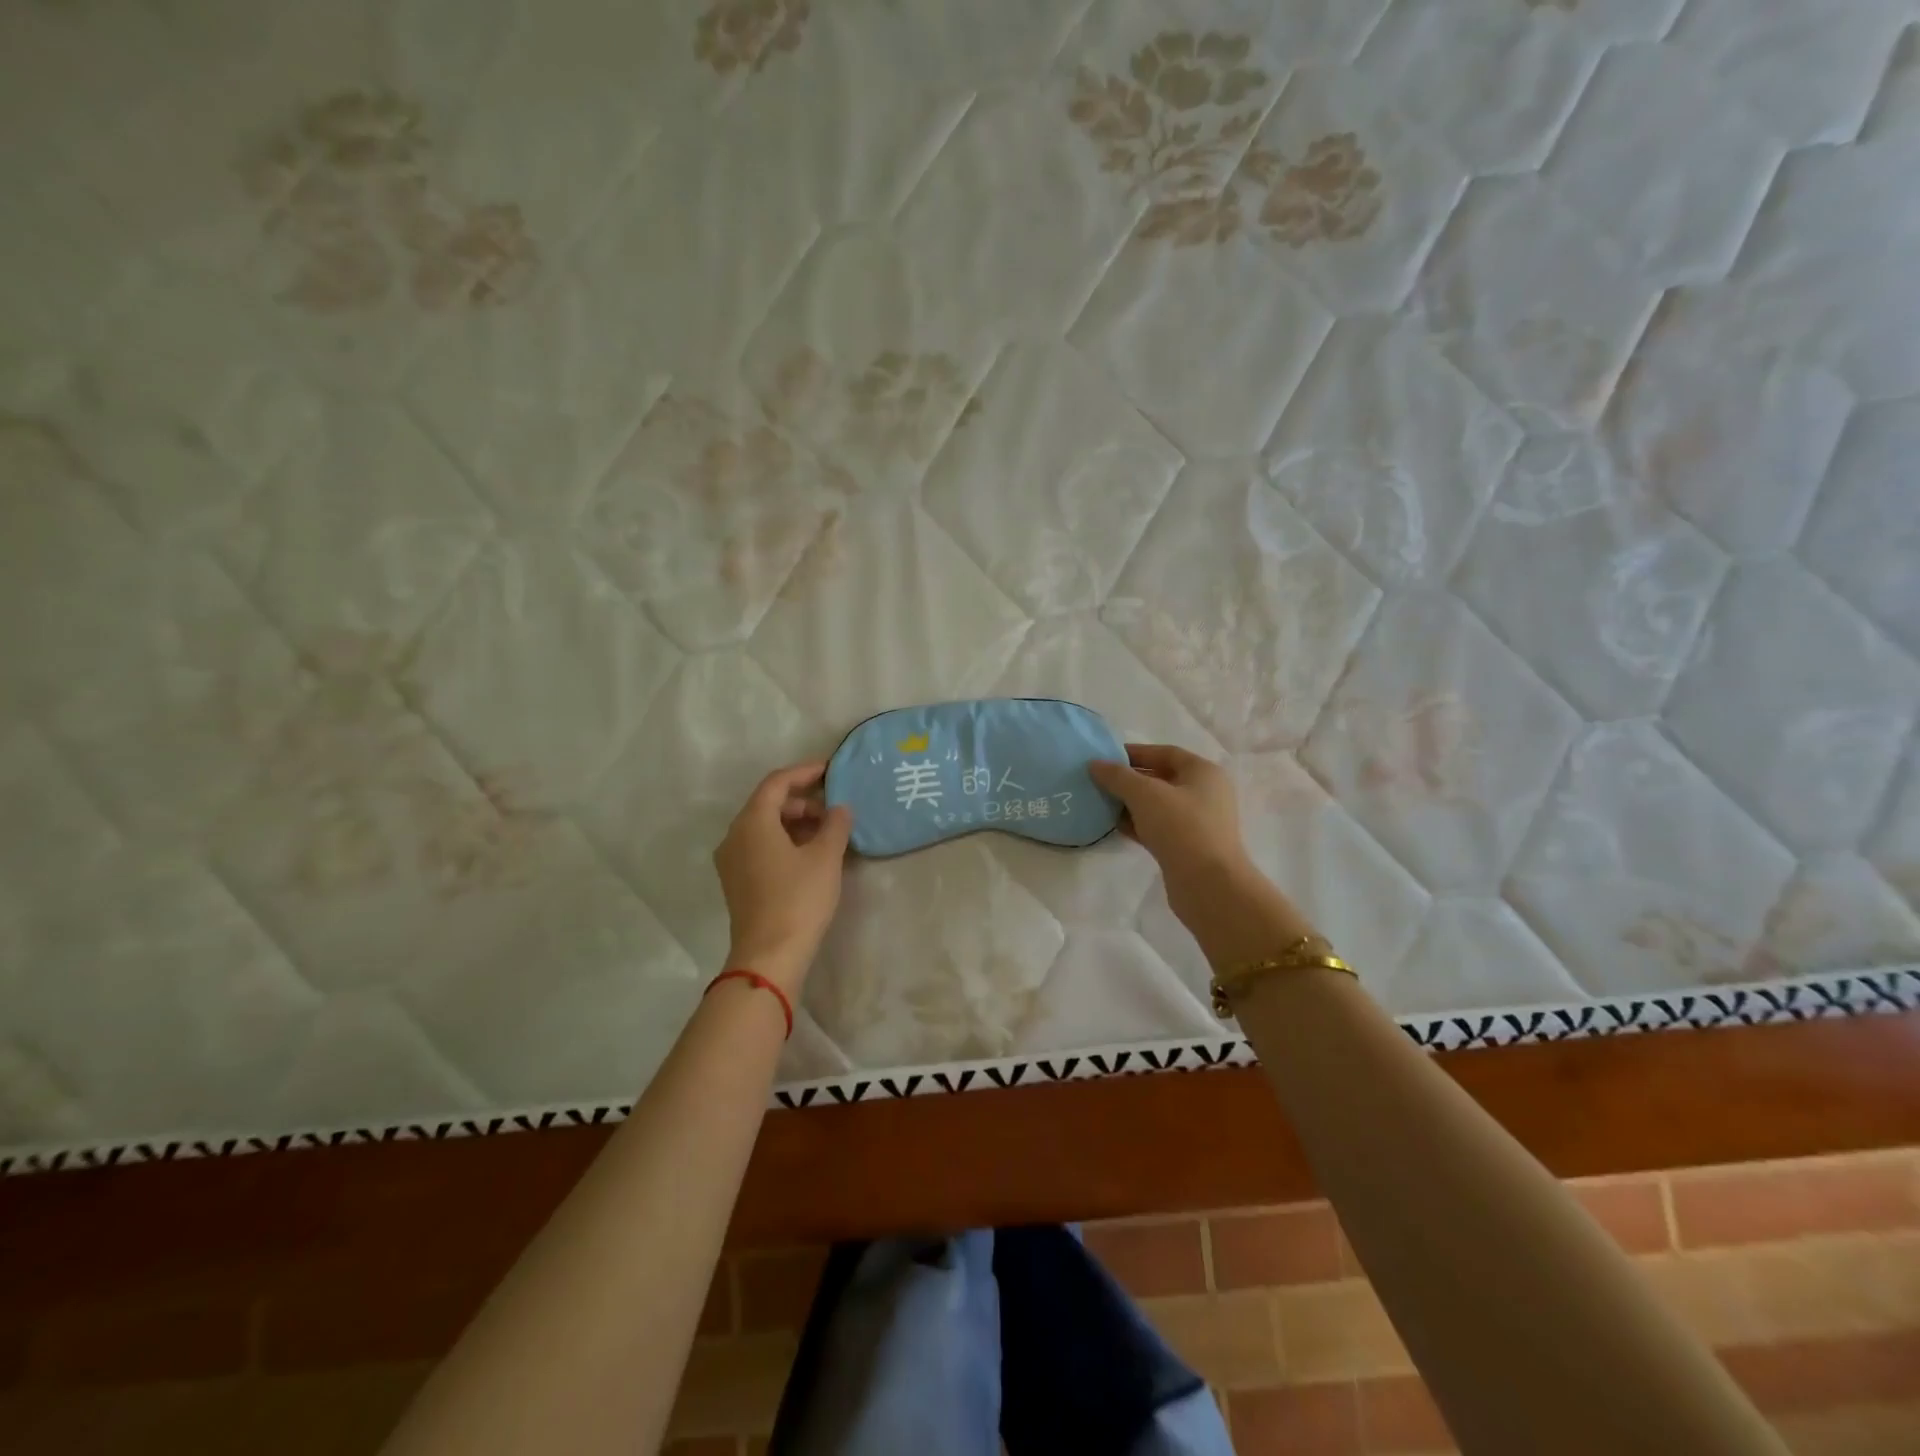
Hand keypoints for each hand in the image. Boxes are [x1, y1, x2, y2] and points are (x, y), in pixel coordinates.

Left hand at [713, 761, 852, 993]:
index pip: (776, 782)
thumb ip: (835, 824)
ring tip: (827, 833)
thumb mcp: (825, 857)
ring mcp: (731, 860)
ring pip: (764, 826)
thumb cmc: (798, 899)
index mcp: (752, 822)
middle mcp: (734, 835)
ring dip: (795, 822)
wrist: (769, 955)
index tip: (831, 771)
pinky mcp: (736, 881)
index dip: (805, 772)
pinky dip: (784, 841)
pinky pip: (760, 846)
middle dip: (802, 800)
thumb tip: (840, 809)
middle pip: (768, 803)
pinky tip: (809, 854)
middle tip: (834, 810)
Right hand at [1089, 744, 1253, 917]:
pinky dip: (1138, 824)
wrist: (1207, 885)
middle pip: (1162, 779)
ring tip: (1101, 803)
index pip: (1166, 753)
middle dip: (1130, 780)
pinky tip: (1115, 826)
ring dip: (1131, 804)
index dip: (1135, 753)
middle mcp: (1206, 794)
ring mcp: (1199, 822)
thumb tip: (1094, 764)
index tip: (1106, 758)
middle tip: (1099, 781)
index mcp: (1204, 772)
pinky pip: (1159, 828)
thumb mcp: (1144, 794)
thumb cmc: (1180, 827)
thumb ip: (1117, 776)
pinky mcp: (1189, 847)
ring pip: (1159, 806)